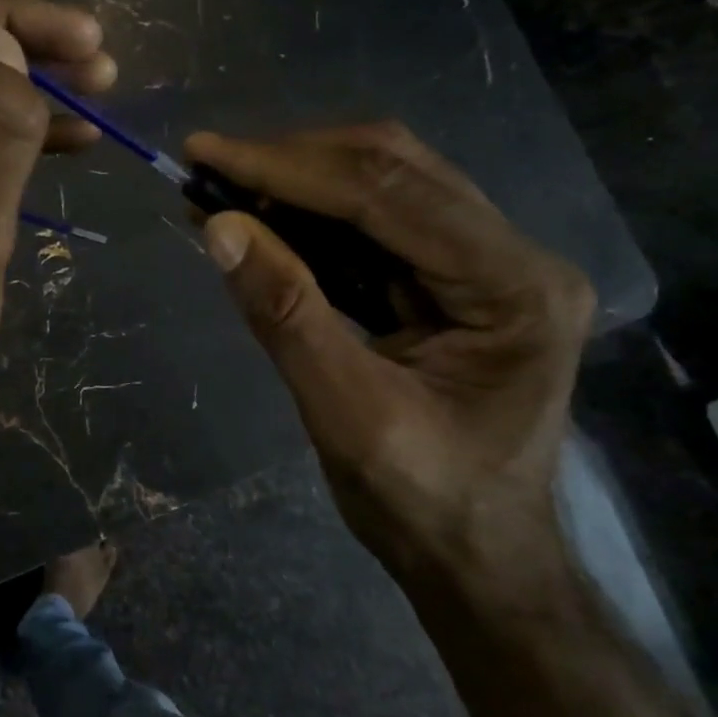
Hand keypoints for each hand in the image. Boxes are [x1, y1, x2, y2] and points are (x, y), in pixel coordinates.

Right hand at [186, 123, 593, 593]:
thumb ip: (286, 314)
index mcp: (512, 288)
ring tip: (219, 188)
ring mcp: (486, 263)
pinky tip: (257, 220)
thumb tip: (218, 226)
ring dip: (295, 183)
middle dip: (290, 162)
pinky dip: (308, 217)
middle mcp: (512, 256)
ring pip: (382, 185)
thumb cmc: (425, 506)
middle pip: (392, 170)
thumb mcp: (347, 416)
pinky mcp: (452, 278)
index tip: (205, 153)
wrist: (478, 563)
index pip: (387, 195)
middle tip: (207, 165)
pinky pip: (374, 224)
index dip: (286, 167)